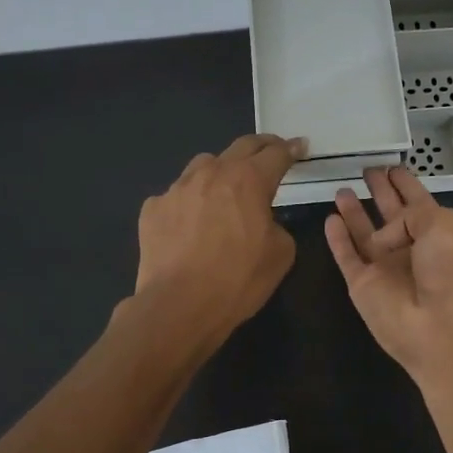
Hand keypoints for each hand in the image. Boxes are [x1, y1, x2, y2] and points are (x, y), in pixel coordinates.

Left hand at [133, 134, 304, 349]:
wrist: (178, 306)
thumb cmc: (237, 281)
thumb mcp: (281, 255)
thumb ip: (277, 226)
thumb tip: (262, 221)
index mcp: (249, 181)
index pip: (276, 154)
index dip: (291, 149)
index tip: (299, 146)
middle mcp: (212, 173)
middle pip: (241, 147)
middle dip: (261, 147)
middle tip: (271, 151)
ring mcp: (177, 188)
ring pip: (204, 165)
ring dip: (221, 170)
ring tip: (225, 187)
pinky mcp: (153, 208)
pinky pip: (177, 196)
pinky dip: (190, 202)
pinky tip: (190, 225)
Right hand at [325, 166, 452, 390]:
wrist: (441, 329)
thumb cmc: (452, 273)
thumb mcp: (443, 225)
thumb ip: (411, 213)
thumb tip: (383, 236)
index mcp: (437, 231)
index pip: (418, 200)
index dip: (405, 183)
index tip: (392, 166)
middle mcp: (411, 247)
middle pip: (391, 213)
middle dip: (380, 191)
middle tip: (366, 170)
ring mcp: (385, 267)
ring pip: (364, 233)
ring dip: (354, 212)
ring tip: (341, 189)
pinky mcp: (362, 284)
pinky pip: (346, 256)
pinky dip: (337, 238)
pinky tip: (330, 219)